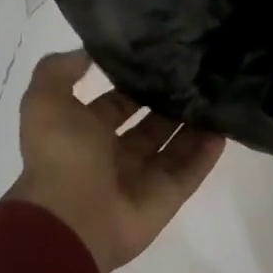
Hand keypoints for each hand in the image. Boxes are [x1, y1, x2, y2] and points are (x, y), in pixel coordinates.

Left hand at [5, 50, 226, 272]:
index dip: (135, 83)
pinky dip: (208, 152)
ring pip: (175, 145)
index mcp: (85, 134)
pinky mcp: (167, 197)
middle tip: (199, 72)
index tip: (163, 59)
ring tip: (219, 91)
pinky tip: (226, 125)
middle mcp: (115, 155)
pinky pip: (191, 170)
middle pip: (151, 123)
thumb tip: (89, 52)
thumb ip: (59, 70)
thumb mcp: (45, 102)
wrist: (70, 220)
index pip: (117, 103)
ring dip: (194, 123)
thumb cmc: (60, 156)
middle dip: (170, 101)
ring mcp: (143, 178)